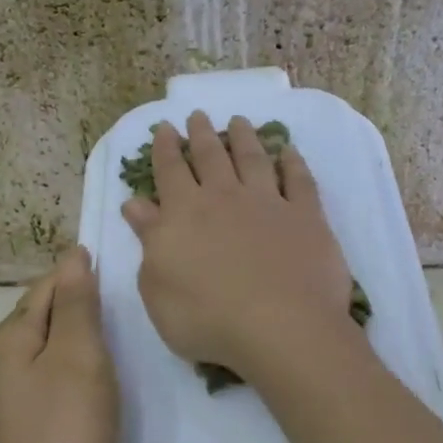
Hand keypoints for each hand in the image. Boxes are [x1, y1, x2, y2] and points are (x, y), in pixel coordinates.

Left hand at [0, 247, 118, 442]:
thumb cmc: (64, 437)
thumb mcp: (78, 360)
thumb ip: (75, 306)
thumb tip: (72, 256)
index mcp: (7, 339)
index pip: (48, 287)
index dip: (82, 276)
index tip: (123, 276)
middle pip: (44, 321)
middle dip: (80, 311)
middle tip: (129, 311)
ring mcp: (6, 405)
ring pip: (49, 358)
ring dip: (80, 348)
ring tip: (121, 347)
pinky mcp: (22, 436)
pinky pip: (51, 392)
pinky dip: (76, 383)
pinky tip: (99, 394)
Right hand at [120, 111, 354, 382]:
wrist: (280, 327)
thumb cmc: (206, 318)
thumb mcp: (157, 287)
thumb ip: (149, 240)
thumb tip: (136, 204)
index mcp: (184, 214)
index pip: (170, 171)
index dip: (166, 148)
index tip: (165, 128)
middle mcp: (225, 198)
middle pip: (211, 157)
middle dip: (202, 134)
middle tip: (198, 115)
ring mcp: (269, 203)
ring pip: (253, 159)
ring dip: (244, 138)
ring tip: (239, 121)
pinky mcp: (306, 217)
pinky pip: (299, 180)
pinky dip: (293, 163)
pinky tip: (289, 152)